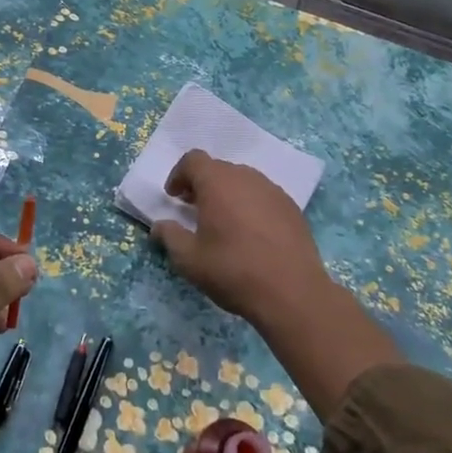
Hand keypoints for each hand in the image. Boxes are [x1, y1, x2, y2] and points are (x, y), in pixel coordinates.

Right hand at [152, 150, 400, 412]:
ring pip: (242, 181)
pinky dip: (250, 205)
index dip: (179, 175)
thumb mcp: (189, 260)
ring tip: (222, 222)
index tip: (174, 198)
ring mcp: (272, 190)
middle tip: (194, 209)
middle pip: (218, 169)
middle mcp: (246, 177)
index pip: (193, 160)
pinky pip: (263, 196)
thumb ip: (170, 236)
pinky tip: (251, 234)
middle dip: (202, 184)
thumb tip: (160, 226)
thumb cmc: (233, 270)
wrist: (292, 292)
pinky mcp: (292, 207)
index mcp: (217, 182)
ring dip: (227, 194)